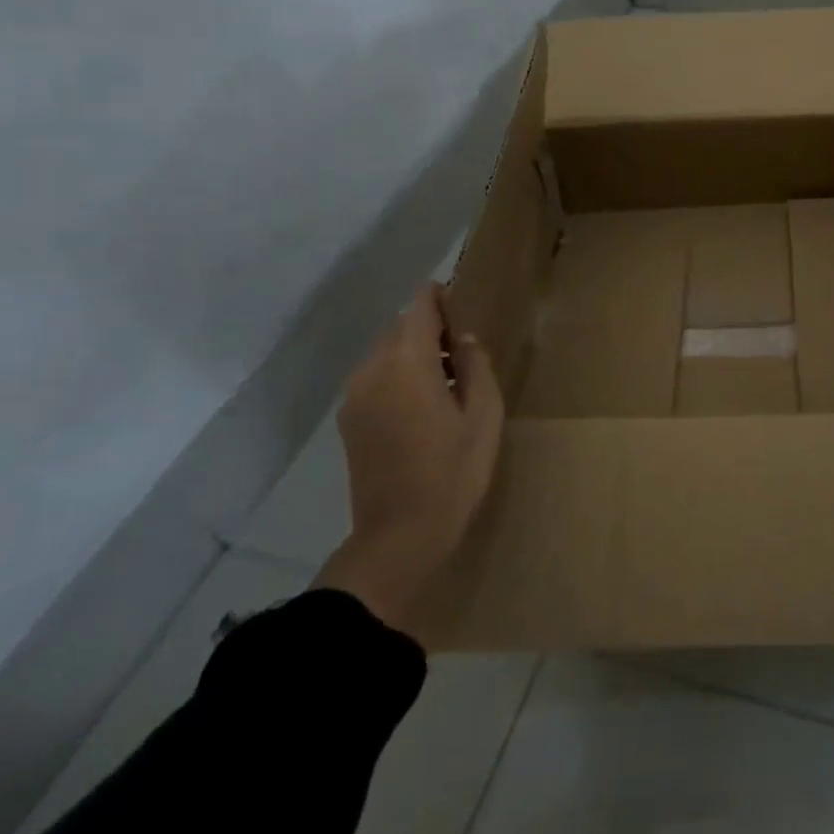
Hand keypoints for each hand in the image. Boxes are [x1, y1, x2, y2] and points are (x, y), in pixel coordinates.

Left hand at [315, 284, 502, 640]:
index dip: (441, 298)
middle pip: (400, 328)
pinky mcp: (349, 421)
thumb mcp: (484, 415)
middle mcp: (371, 371)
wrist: (400, 535)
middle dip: (431, 329)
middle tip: (466, 351)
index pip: (419, 307)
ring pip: (387, 354)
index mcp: (406, 363)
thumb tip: (464, 340)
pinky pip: (376, 379)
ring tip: (449, 381)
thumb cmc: (453, 471)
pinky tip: (425, 406)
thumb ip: (476, 365)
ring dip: (415, 355)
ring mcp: (354, 398)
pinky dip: (400, 377)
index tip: (465, 307)